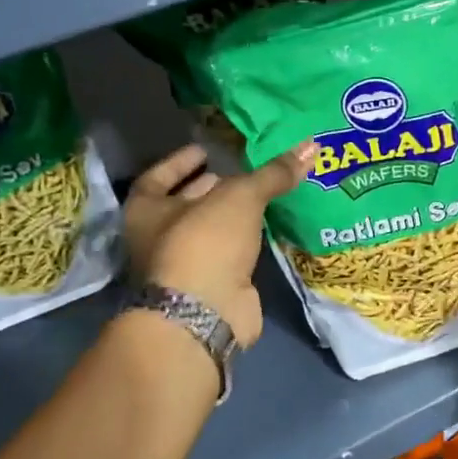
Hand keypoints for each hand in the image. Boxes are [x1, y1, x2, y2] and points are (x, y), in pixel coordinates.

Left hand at [123, 142, 312, 347]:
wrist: (206, 312)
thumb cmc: (205, 242)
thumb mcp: (241, 196)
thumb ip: (273, 173)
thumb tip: (311, 146)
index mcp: (146, 211)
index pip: (157, 177)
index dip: (180, 162)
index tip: (205, 151)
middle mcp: (158, 238)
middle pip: (183, 206)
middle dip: (208, 188)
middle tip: (238, 172)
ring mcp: (184, 267)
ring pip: (209, 232)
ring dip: (230, 216)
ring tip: (260, 195)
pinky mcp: (211, 287)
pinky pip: (229, 255)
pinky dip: (245, 241)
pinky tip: (267, 227)